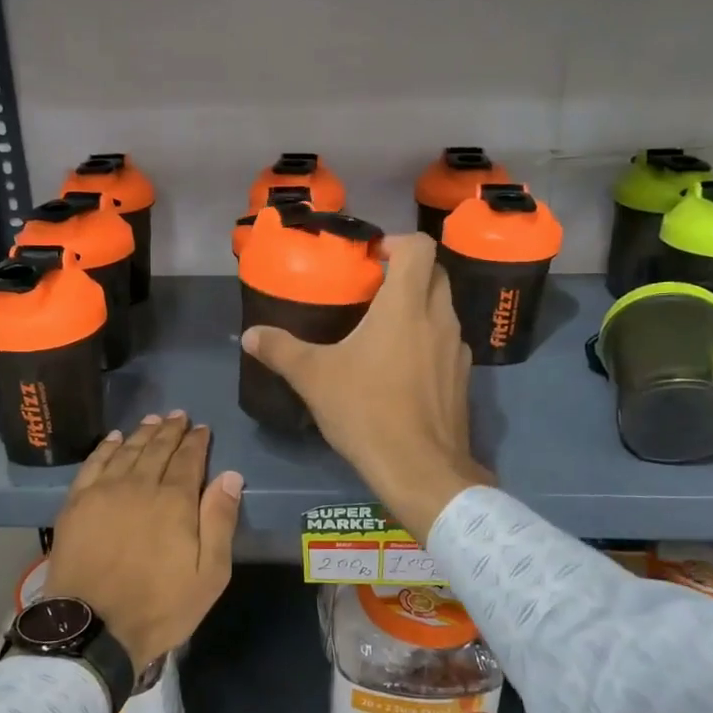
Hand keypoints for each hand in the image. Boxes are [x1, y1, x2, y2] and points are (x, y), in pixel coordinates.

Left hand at [43, 412, 242, 668]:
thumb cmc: (159, 606)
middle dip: (171, 430)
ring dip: (142, 432)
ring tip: (153, 419)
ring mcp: (104, 491)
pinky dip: (106, 447)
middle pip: (158, 449)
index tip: (202, 428)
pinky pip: (94, 464)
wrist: (92, 628)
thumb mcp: (209, 574)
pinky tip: (114, 438)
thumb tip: (230, 476)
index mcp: (175, 501)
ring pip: (127, 450)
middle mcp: (140, 485)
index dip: (197, 441)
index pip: (189, 459)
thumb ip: (220, 521)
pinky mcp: (76, 503)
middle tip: (179, 415)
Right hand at [241, 233, 489, 543]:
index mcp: (406, 305)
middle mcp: (439, 318)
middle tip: (372, 291)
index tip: (371, 260)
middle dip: (407, 272)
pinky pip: (446, 343)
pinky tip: (401, 369)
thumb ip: (281, 350)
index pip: (420, 247)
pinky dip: (427, 341)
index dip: (397, 242)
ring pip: (442, 309)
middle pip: (435, 273)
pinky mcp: (462, 378)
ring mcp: (457, 349)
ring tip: (383, 330)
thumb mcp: (314, 378)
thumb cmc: (367, 411)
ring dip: (418, 307)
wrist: (420, 469)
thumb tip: (250, 334)